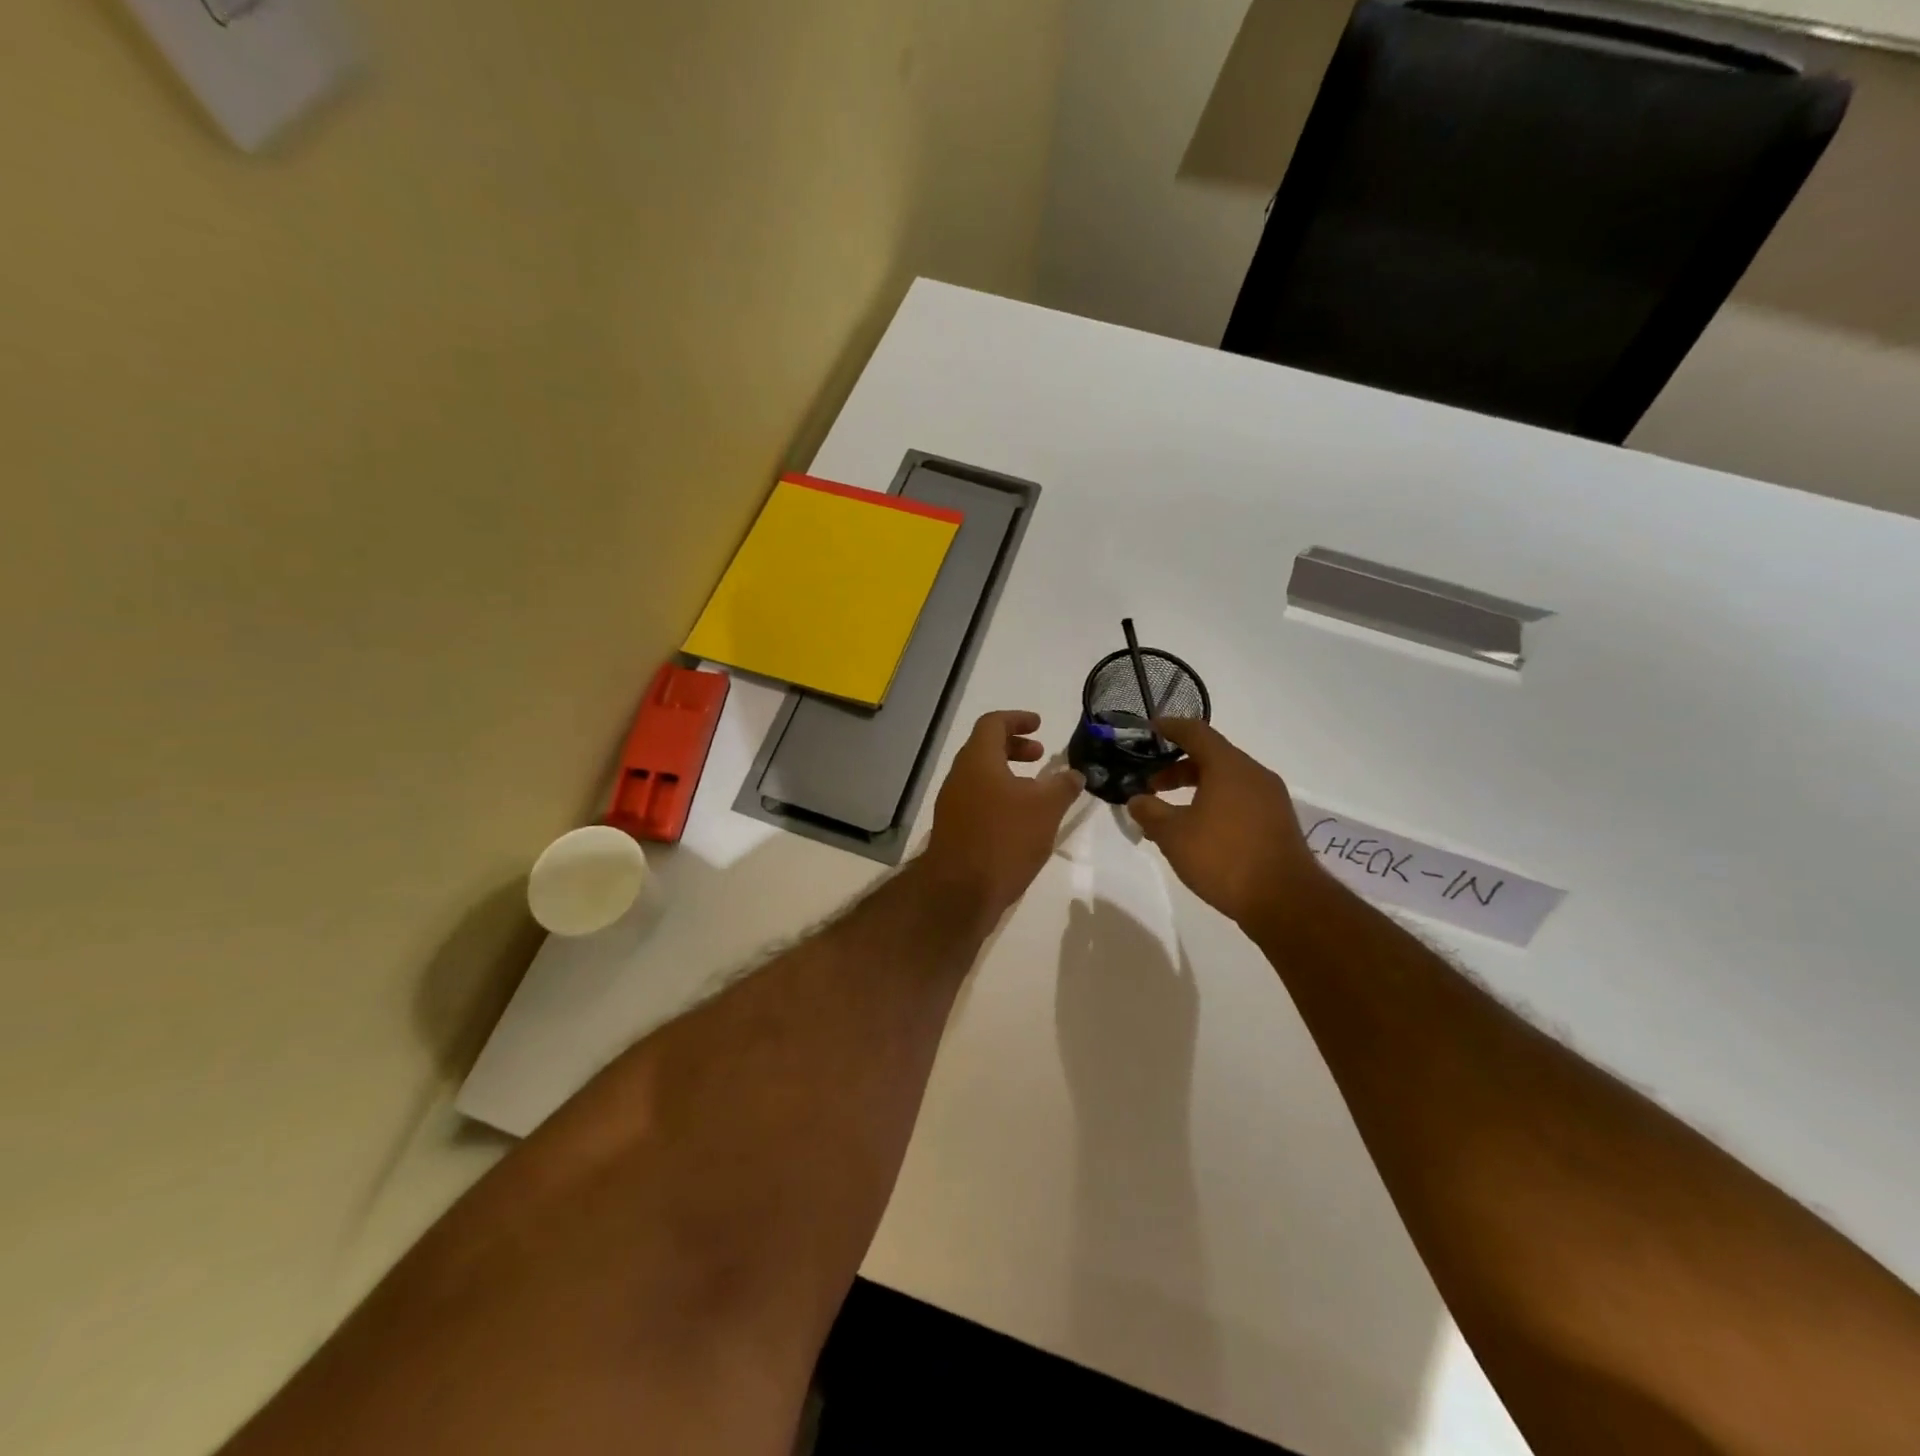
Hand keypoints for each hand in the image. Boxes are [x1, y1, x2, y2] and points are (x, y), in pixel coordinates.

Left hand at [921, 711, 1082, 922]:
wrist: (960, 892)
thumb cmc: (1004, 839)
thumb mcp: (1045, 809)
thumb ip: (1063, 786)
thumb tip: (1075, 774)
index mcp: (977, 760)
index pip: (993, 723)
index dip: (1017, 719)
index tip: (1039, 725)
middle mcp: (959, 776)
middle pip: (984, 748)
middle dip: (1014, 747)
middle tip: (1040, 756)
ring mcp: (952, 804)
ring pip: (981, 776)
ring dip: (1008, 775)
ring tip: (1036, 791)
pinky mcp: (953, 829)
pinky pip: (977, 800)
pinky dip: (999, 797)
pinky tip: (1020, 821)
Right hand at [1126, 719, 1327, 931]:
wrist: (1285, 901)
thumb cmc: (1224, 858)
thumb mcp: (1174, 836)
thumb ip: (1150, 813)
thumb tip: (1137, 800)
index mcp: (1229, 766)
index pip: (1196, 732)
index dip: (1170, 728)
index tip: (1148, 730)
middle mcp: (1253, 774)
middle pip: (1212, 756)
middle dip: (1178, 767)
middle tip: (1152, 784)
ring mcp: (1270, 799)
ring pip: (1226, 780)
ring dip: (1196, 788)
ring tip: (1171, 813)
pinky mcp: (1277, 822)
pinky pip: (1240, 800)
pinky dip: (1215, 803)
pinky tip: (1199, 830)